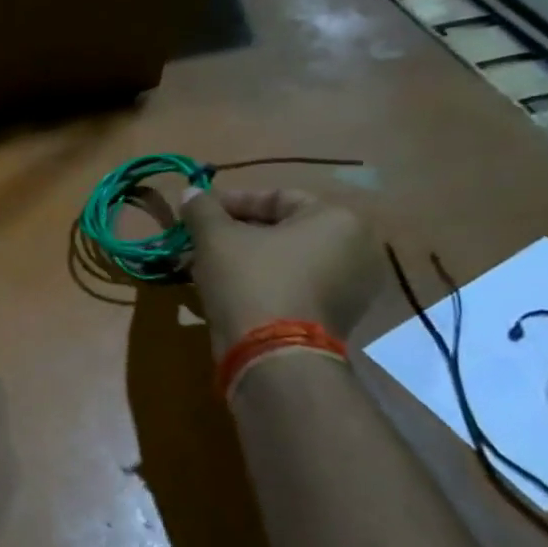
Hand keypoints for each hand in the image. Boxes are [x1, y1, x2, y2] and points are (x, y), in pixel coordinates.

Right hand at [182, 187, 381, 355]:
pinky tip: (226, 289)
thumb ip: (202, 208)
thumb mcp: (215, 236)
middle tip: (198, 240)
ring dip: (244, 258)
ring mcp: (353, 287)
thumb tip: (190, 192)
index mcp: (338, 219)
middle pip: (283, 230)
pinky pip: (295, 286)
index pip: (277, 197)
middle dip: (235, 233)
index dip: (230, 201)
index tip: (198, 212)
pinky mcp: (339, 317)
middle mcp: (357, 249)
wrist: (274, 354)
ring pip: (286, 260)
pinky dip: (263, 282)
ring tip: (204, 266)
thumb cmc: (250, 279)